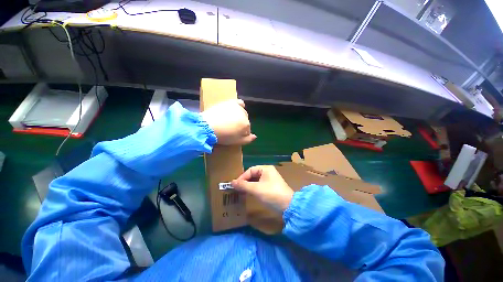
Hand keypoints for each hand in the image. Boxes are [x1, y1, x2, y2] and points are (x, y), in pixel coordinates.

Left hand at [201, 99, 256, 144]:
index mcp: (246, 124)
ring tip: (231, 121)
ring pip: (242, 113)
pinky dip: (240, 105)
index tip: (236, 136)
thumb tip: (255, 136)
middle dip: (241, 125)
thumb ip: (248, 140)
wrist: (208, 126)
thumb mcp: (236, 142)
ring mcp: (237, 108)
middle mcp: (244, 115)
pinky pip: (239, 102)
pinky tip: (237, 109)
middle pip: (245, 121)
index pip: (248, 130)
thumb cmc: (223, 136)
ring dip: (240, 117)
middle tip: (232, 129)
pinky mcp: (230, 103)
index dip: (243, 134)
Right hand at [231, 166, 293, 212]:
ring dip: (248, 186)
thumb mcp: (256, 189)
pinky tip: (249, 194)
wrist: (288, 206)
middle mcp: (268, 172)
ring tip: (241, 192)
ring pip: (256, 180)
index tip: (235, 186)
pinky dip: (253, 189)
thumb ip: (243, 185)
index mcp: (265, 169)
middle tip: (237, 189)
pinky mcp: (271, 187)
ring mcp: (270, 179)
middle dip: (245, 182)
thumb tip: (231, 182)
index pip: (250, 170)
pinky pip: (259, 185)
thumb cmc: (271, 194)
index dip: (242, 177)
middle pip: (253, 175)